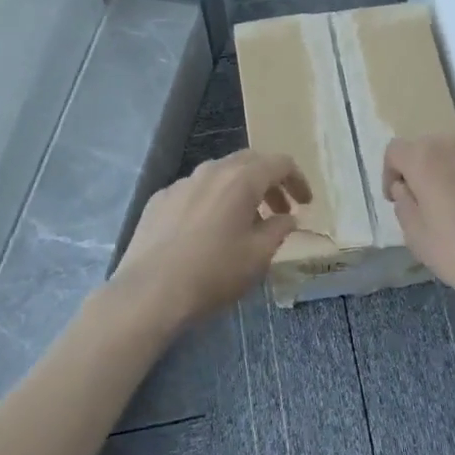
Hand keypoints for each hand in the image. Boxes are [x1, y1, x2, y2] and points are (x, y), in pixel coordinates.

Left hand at [110, 149, 311, 331]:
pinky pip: (195, 191)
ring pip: (220, 174)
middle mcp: (211, 171)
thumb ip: (279, 230)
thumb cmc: (213, 273)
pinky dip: (212, 201)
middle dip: (269, 181)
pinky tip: (208, 230)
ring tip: (245, 222)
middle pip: (249, 162)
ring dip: (240, 190)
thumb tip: (286, 218)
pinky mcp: (159, 199)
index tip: (305, 203)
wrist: (150, 292)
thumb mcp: (258, 256)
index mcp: (241, 179)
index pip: (280, 163)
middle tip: (280, 209)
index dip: (297, 180)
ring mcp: (182, 183)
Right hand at [383, 137, 454, 307]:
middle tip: (428, 205)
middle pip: (429, 148)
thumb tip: (406, 187)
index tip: (398, 199)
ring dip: (453, 175)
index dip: (390, 173)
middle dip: (422, 171)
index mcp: (426, 159)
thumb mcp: (417, 238)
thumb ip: (404, 205)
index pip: (396, 150)